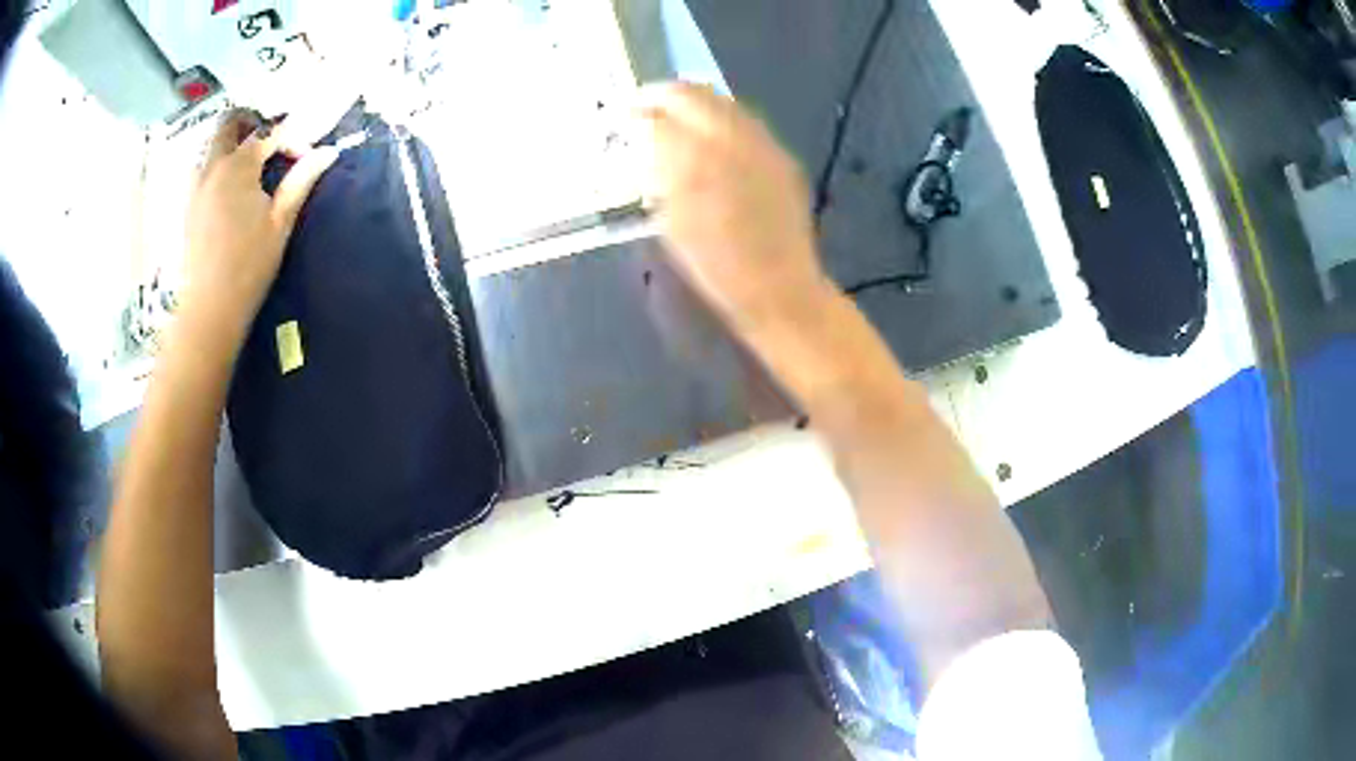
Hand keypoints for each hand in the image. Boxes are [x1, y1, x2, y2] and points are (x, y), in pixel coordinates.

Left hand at [181, 109, 338, 342]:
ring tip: (250, 165)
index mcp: (238, 167)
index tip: (305, 157)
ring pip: (211, 145)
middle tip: (270, 142)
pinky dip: (217, 165)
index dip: (291, 137)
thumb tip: (328, 151)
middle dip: (252, 123)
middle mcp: (212, 167)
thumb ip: (301, 180)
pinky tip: (229, 188)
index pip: (268, 132)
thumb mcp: (281, 222)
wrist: (209, 308)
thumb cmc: (248, 266)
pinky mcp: (187, 205)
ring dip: (231, 143)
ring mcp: (195, 186)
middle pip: (229, 123)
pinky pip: (201, 168)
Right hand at [637, 82, 830, 332]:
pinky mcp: (780, 155)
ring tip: (673, 115)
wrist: (779, 287)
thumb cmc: (714, 266)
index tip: (622, 115)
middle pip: (693, 95)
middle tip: (644, 105)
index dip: (636, 110)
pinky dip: (719, 118)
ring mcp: (762, 144)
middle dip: (663, 95)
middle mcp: (731, 141)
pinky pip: (744, 121)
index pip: (658, 113)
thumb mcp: (671, 221)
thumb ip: (655, 173)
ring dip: (693, 102)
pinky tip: (709, 135)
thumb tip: (643, 139)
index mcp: (696, 161)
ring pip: (722, 102)